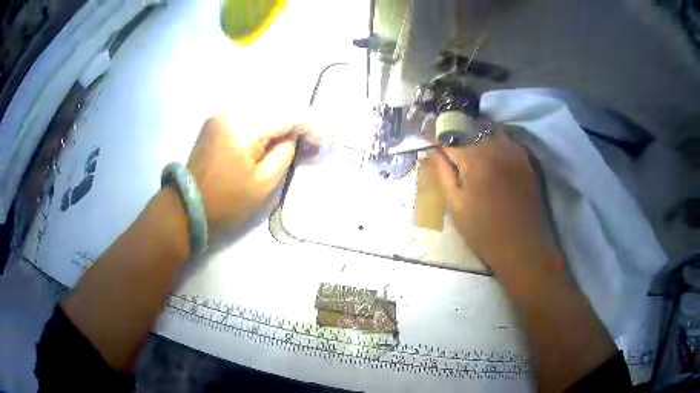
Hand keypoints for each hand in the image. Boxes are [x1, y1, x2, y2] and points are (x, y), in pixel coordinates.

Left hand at [186, 114, 315, 231]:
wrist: (187, 206)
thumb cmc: (226, 201)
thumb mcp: (263, 184)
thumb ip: (284, 153)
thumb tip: (293, 137)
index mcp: (243, 127)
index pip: (287, 114)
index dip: (310, 125)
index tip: (324, 141)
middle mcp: (232, 111)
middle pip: (276, 104)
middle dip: (298, 118)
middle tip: (313, 137)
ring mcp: (222, 114)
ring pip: (263, 105)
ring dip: (282, 117)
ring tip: (296, 135)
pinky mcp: (216, 121)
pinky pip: (248, 112)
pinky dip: (265, 119)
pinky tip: (273, 133)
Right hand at [435, 129, 563, 284]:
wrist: (523, 247)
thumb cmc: (485, 232)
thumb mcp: (456, 207)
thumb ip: (443, 174)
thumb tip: (434, 152)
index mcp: (475, 159)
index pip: (449, 137)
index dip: (436, 135)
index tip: (427, 135)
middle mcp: (495, 147)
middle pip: (470, 128)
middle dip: (454, 130)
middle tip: (445, 139)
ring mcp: (514, 151)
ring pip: (489, 129)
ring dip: (475, 132)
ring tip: (466, 141)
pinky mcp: (526, 159)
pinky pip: (506, 138)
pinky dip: (493, 138)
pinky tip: (489, 150)